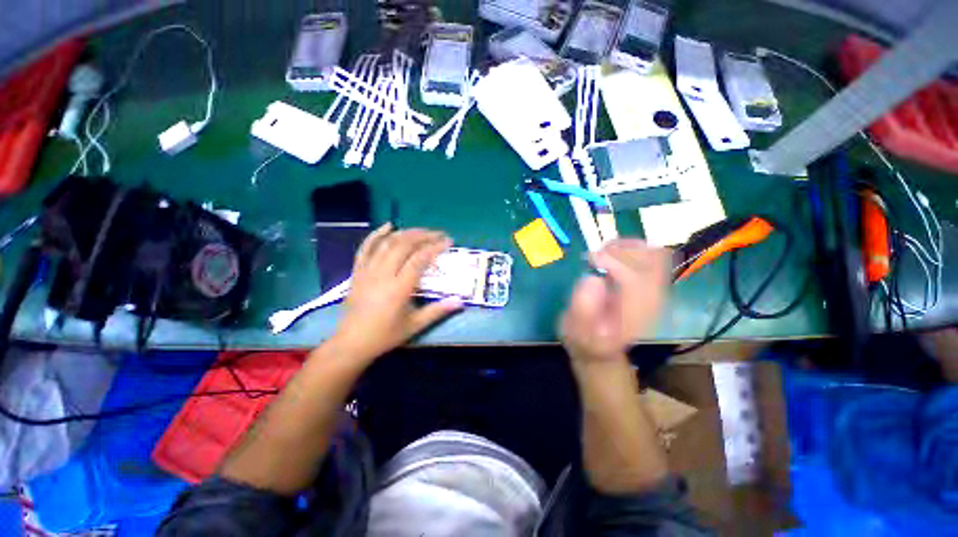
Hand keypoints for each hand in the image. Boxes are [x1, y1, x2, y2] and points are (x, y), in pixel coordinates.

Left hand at [330, 224, 462, 362]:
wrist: (352, 342)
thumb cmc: (385, 335)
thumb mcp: (414, 326)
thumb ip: (438, 311)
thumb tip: (460, 302)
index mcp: (399, 288)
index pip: (419, 259)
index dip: (435, 247)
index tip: (448, 242)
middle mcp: (383, 274)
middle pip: (404, 245)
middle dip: (424, 236)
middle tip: (438, 234)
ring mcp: (368, 271)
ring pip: (387, 243)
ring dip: (406, 233)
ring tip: (421, 231)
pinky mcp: (358, 271)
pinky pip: (366, 248)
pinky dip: (377, 234)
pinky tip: (388, 226)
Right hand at [560, 240, 669, 364]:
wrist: (601, 348)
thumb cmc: (585, 339)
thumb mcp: (575, 329)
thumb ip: (582, 307)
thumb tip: (593, 277)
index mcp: (634, 312)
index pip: (636, 278)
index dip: (613, 262)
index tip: (591, 261)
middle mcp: (652, 298)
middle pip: (650, 260)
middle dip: (619, 252)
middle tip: (594, 259)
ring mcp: (655, 289)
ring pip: (653, 253)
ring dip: (626, 247)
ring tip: (603, 255)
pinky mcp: (651, 283)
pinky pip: (652, 255)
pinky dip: (632, 248)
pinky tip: (612, 255)